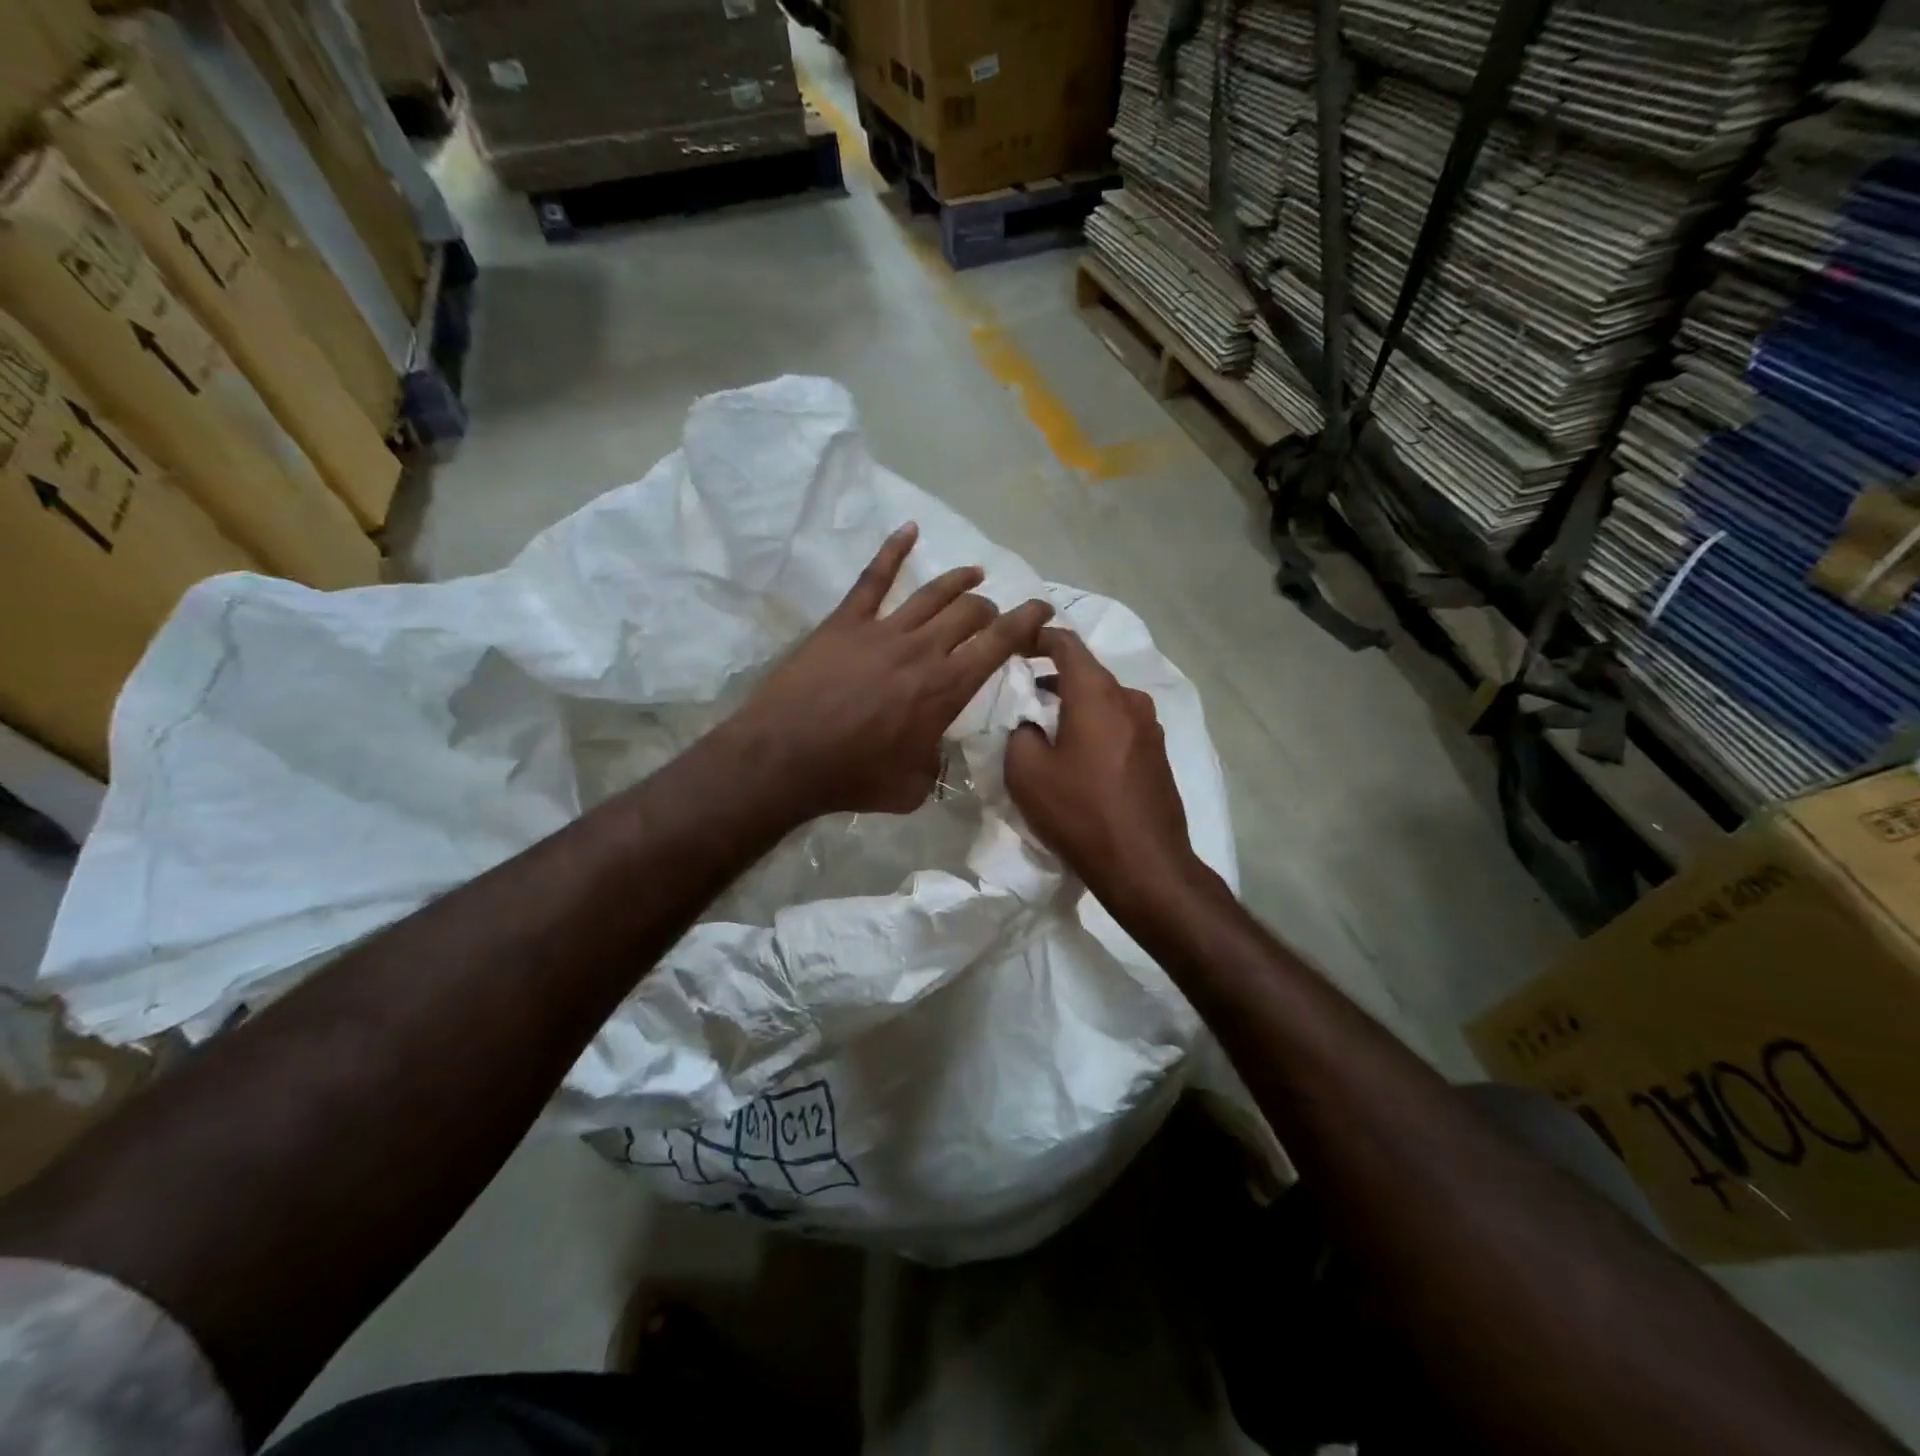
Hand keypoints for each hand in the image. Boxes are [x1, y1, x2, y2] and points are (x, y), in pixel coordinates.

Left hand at [730, 523, 1053, 819]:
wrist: (786, 759)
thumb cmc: (853, 778)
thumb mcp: (913, 787)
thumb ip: (936, 765)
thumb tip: (938, 753)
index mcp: (947, 689)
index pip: (1000, 643)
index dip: (1027, 621)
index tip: (1042, 609)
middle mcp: (924, 650)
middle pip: (970, 612)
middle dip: (990, 610)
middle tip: (992, 617)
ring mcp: (883, 631)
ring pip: (933, 593)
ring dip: (960, 580)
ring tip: (975, 573)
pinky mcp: (846, 622)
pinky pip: (874, 578)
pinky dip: (894, 550)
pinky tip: (909, 529)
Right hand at [1005, 628, 1200, 904]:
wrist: (1144, 864)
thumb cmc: (1080, 812)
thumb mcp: (1027, 772)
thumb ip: (1020, 733)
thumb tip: (1032, 725)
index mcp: (1097, 694)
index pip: (1066, 643)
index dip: (1038, 637)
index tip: (1016, 644)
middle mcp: (1129, 699)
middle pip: (1087, 673)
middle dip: (1054, 678)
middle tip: (1023, 696)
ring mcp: (1150, 727)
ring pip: (1105, 700)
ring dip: (1076, 705)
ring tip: (1048, 729)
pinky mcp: (1158, 753)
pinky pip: (1119, 725)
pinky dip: (1096, 727)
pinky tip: (1079, 757)